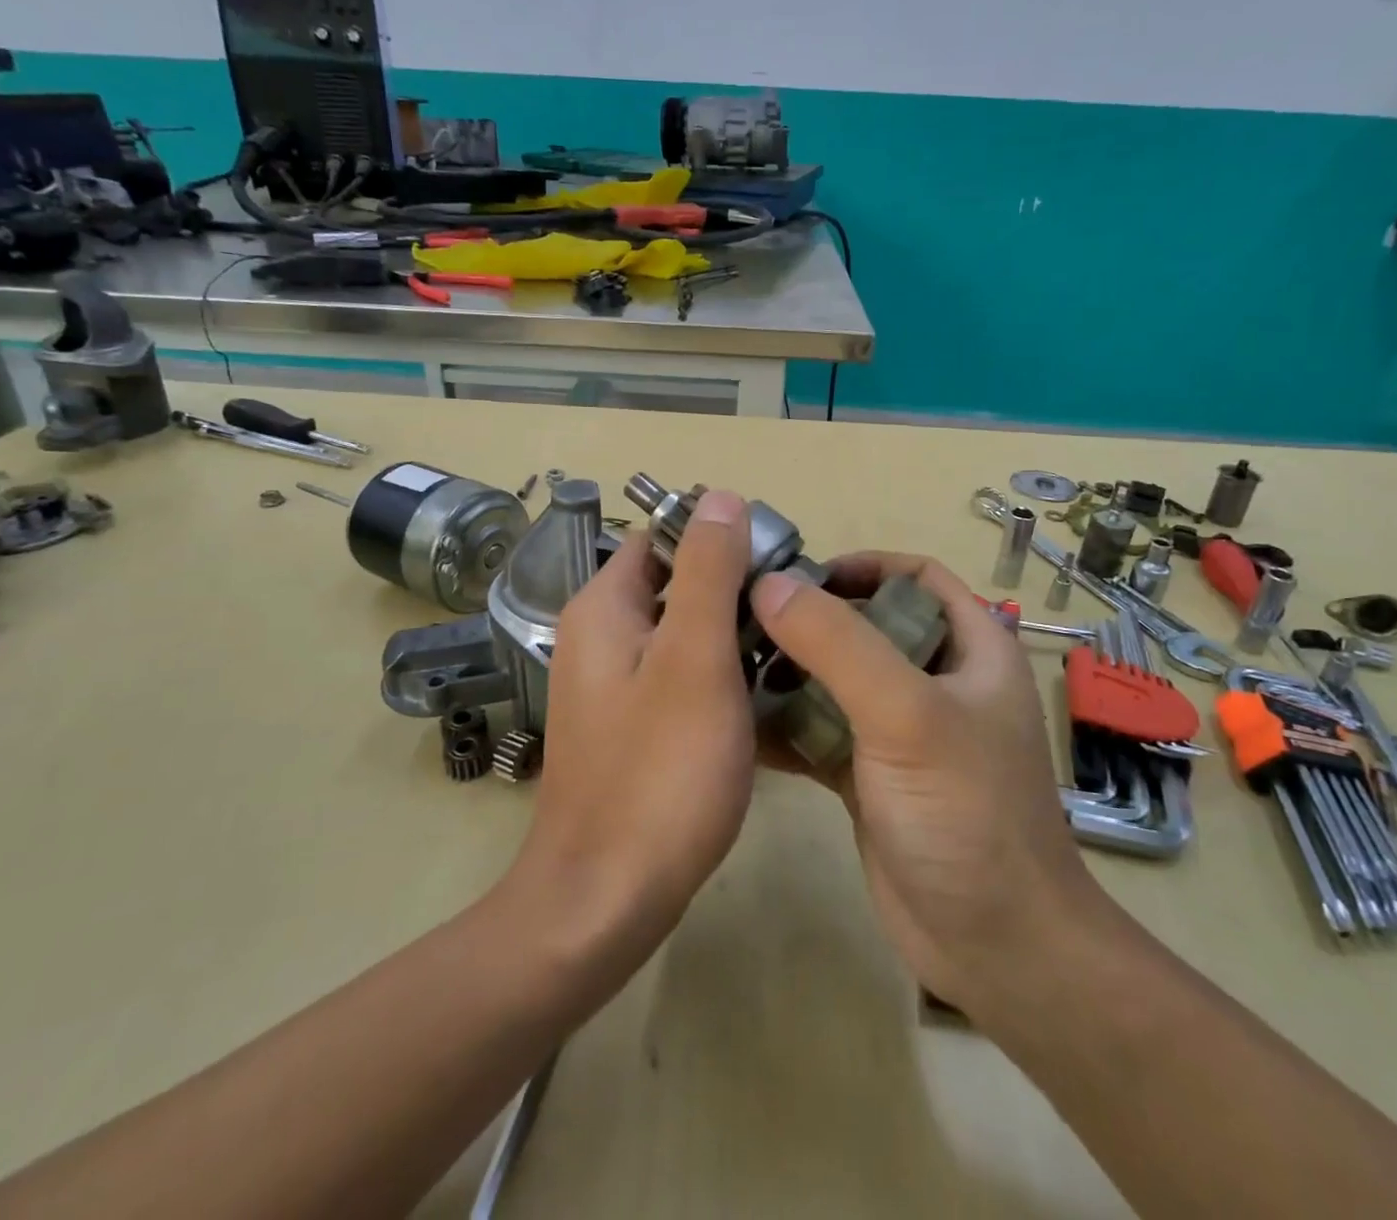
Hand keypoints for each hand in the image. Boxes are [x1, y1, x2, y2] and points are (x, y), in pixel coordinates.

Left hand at [506, 490, 757, 951]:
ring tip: (792, 650)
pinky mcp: (631, 727)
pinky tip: (764, 698)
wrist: (605, 899)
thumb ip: (708, 572)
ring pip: (683, 633)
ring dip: (732, 634)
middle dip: (734, 589)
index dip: (719, 539)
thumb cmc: (659, 772)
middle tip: (796, 612)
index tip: (778, 564)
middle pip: (675, 583)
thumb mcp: (694, 658)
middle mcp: (600, 637)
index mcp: (605, 608)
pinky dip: (719, 676)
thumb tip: (720, 497)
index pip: (663, 538)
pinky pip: (680, 678)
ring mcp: (613, 686)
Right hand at [751, 553, 1102, 1011]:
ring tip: (729, 664)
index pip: (918, 577)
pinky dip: (784, 723)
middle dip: (809, 618)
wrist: (994, 948)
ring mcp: (901, 732)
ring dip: (789, 669)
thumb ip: (839, 644)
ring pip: (837, 678)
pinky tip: (736, 722)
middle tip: (745, 618)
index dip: (864, 564)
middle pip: (867, 625)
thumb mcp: (907, 715)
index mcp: (970, 650)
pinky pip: (820, 730)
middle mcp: (936, 682)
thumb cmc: (966, 814)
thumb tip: (769, 584)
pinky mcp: (870, 775)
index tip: (800, 574)